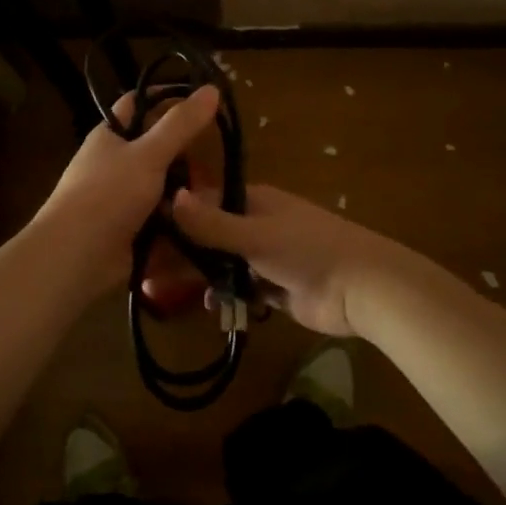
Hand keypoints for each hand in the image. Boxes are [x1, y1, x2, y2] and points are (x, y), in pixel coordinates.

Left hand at [29, 86, 221, 294]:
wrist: (74, 257)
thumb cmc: (108, 194)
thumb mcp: (148, 154)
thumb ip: (181, 123)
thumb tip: (212, 88)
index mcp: (110, 134)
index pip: (140, 103)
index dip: (169, 98)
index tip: (205, 104)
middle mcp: (114, 162)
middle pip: (157, 148)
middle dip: (186, 155)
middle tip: (220, 159)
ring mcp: (121, 197)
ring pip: (163, 185)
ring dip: (186, 191)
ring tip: (218, 194)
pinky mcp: (130, 228)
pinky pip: (161, 216)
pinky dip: (179, 218)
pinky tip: (205, 219)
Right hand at [166, 184, 408, 336]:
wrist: (363, 289)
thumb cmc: (307, 250)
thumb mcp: (255, 234)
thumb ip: (211, 222)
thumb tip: (169, 197)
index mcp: (254, 200)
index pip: (204, 202)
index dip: (174, 216)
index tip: (141, 232)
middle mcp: (257, 223)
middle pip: (210, 236)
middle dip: (182, 253)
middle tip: (145, 271)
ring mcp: (267, 257)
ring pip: (224, 264)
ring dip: (202, 277)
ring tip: (163, 292)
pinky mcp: (276, 288)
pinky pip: (243, 288)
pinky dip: (229, 296)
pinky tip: (215, 307)